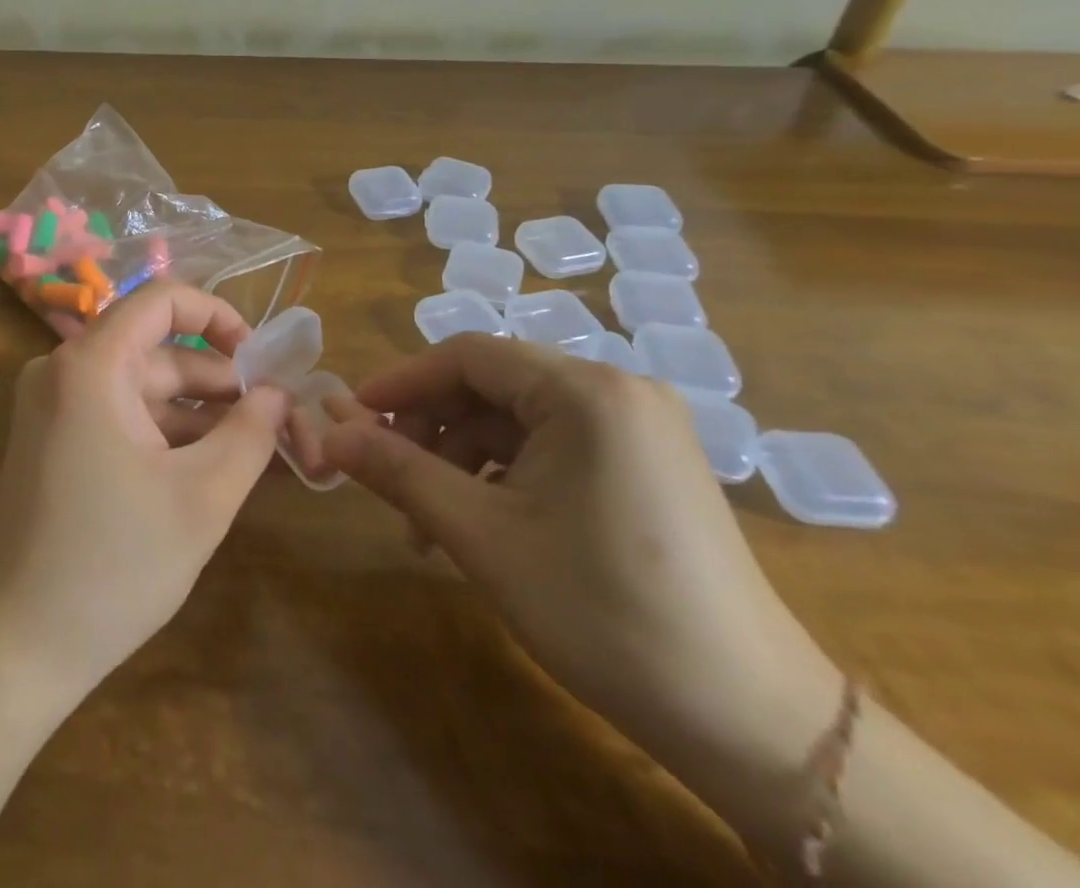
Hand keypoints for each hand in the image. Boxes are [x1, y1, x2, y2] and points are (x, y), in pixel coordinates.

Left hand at [0, 283, 289, 697]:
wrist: (16, 646)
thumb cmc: (112, 565)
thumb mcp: (202, 497)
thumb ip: (250, 433)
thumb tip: (279, 393)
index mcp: (91, 365)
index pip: (162, 300)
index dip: (219, 316)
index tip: (261, 361)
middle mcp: (65, 370)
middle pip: (158, 352)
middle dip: (220, 383)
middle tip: (279, 420)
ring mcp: (55, 406)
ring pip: (143, 390)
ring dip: (198, 416)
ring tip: (259, 449)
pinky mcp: (54, 439)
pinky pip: (122, 417)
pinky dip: (166, 435)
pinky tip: (213, 467)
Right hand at [315, 335, 840, 789]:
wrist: (753, 725)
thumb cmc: (603, 613)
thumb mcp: (481, 536)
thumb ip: (397, 470)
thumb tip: (326, 432)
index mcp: (585, 390)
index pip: (466, 355)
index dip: (400, 383)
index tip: (350, 417)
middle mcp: (617, 389)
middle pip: (491, 384)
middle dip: (430, 428)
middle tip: (386, 477)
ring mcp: (639, 426)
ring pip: (518, 418)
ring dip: (462, 458)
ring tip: (429, 525)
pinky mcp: (647, 462)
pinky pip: (553, 444)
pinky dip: (504, 473)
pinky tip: (482, 524)